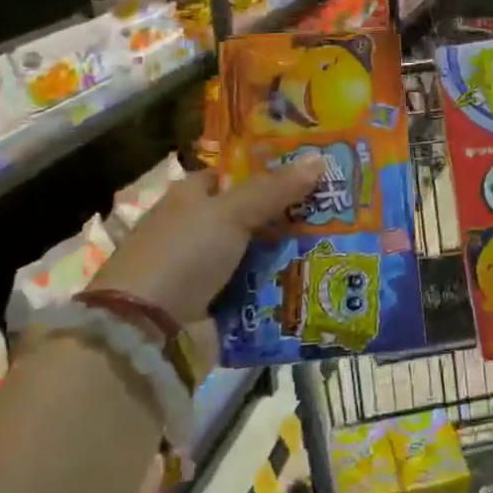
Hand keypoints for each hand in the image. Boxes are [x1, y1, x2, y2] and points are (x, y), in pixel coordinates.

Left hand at [90, 155, 324, 324]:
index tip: (311, 170)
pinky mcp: (220, 310)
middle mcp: (198, 233)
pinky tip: (324, 282)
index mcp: (190, 200)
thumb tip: (319, 157)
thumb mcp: (230, 212)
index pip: (232, 177)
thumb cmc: (182, 254)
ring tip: (344, 245)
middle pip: (253, 218)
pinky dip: (286, 290)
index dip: (268, 171)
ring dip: (293, 255)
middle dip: (291, 216)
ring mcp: (209, 274)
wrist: (147, 334)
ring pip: (262, 257)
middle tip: (340, 208)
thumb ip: (275, 188)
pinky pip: (261, 294)